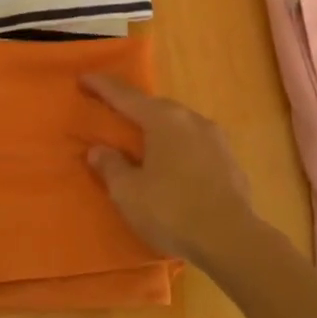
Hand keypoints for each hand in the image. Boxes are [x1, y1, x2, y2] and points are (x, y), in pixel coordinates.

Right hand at [80, 74, 262, 267]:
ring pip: (178, 125)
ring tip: (143, 145)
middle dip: (133, 109)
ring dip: (159, 130)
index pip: (125, 96)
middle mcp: (191, 119)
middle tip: (113, 116)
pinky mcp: (230, 160)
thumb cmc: (172, 210)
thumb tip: (98, 150)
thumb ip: (111, 167)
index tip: (84, 78)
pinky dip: (178, 149)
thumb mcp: (129, 193)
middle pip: (155, 107)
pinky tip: (173, 168)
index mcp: (163, 119)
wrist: (232, 239)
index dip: (102, 87)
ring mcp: (215, 138)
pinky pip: (195, 145)